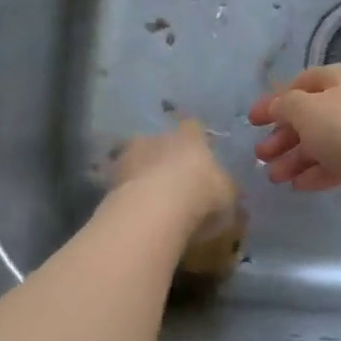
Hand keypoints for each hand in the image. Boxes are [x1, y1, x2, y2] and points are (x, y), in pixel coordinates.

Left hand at [110, 120, 238, 243]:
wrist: (154, 210)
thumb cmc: (201, 195)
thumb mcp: (228, 196)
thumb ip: (227, 190)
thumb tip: (230, 191)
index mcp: (190, 137)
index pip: (194, 127)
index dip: (196, 140)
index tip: (199, 154)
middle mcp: (158, 138)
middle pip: (161, 142)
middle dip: (165, 157)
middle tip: (173, 180)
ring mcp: (129, 157)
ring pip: (137, 161)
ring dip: (143, 175)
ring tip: (152, 200)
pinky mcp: (109, 181)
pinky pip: (123, 185)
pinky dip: (130, 195)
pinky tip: (138, 213)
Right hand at [248, 63, 340, 213]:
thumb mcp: (306, 110)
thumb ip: (285, 106)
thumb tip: (278, 106)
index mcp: (339, 78)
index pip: (299, 84)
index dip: (273, 101)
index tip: (251, 122)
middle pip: (310, 116)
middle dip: (283, 136)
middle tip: (260, 156)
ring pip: (323, 142)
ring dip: (296, 159)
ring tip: (275, 178)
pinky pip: (339, 162)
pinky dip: (318, 172)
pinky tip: (299, 187)